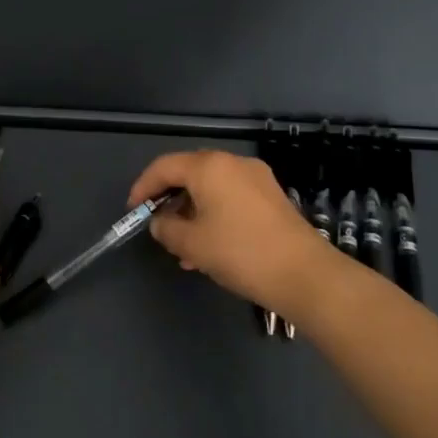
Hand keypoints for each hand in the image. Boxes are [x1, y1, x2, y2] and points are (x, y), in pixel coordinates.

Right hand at [129, 150, 339, 319]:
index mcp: (209, 166)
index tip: (132, 210)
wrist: (304, 274)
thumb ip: (167, 228)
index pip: (164, 166)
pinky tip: (210, 247)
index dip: (143, 187)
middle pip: (189, 173)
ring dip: (192, 211)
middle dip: (169, 199)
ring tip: (182, 247)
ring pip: (212, 188)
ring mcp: (256, 178)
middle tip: (157, 225)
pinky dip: (214, 214)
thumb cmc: (240, 253)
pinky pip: (231, 197)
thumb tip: (160, 222)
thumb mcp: (192, 244)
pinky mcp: (272, 197)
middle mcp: (233, 163)